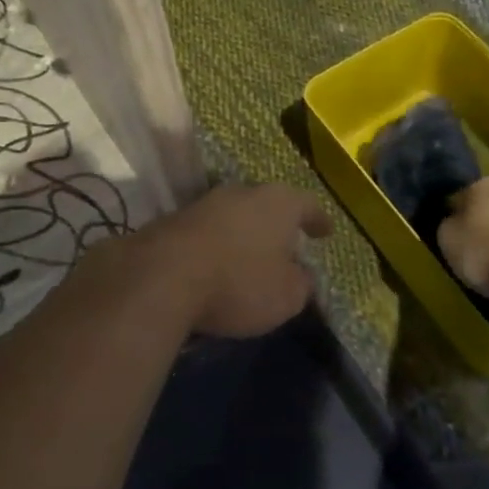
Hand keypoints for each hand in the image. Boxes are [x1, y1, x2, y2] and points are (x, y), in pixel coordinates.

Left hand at [125, 183, 333, 338]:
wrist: (163, 275)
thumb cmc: (239, 282)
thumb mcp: (286, 296)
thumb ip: (301, 284)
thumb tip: (301, 276)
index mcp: (279, 202)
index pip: (307, 205)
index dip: (318, 219)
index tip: (325, 231)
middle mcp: (243, 192)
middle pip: (268, 205)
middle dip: (278, 225)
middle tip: (287, 245)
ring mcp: (206, 202)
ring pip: (236, 215)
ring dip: (245, 233)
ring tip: (251, 256)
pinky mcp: (175, 219)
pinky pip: (209, 231)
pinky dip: (218, 244)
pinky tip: (217, 264)